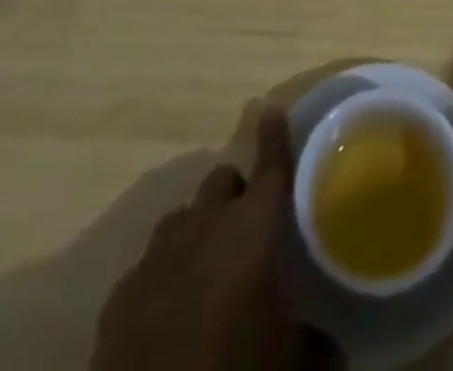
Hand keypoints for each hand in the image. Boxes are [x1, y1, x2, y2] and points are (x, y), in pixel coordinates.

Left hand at [92, 106, 338, 370]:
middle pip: (221, 181)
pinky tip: (169, 307)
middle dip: (235, 193)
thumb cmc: (235, 368)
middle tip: (248, 226)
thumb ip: (315, 342)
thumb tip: (332, 349)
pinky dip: (163, 275)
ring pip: (182, 218)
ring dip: (198, 230)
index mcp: (252, 227)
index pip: (269, 166)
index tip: (272, 108)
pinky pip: (147, 266)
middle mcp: (204, 225)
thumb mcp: (291, 361)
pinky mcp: (120, 294)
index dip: (274, 136)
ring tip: (209, 266)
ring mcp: (156, 255)